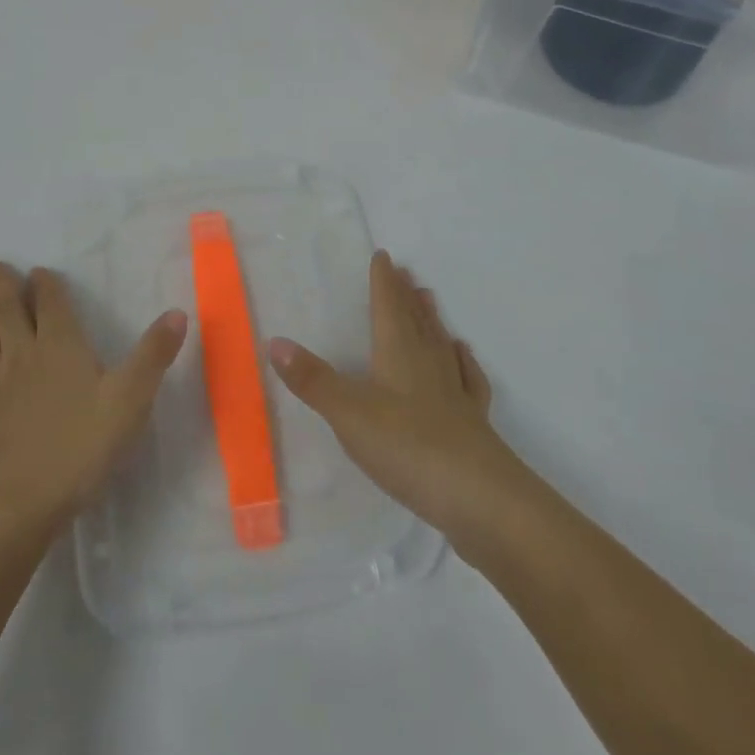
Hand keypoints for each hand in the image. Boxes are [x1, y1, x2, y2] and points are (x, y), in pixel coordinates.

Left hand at [0, 259, 187, 531]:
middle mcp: (24, 354)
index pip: (51, 304)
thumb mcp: (130, 398)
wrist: (22, 500)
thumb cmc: (81, 445)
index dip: (45, 285)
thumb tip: (178, 312)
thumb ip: (154, 354)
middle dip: (1, 284)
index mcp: (60, 346)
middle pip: (9, 310)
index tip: (38, 269)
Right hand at [268, 252, 522, 547]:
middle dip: (406, 295)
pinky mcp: (472, 422)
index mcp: (399, 355)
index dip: (384, 282)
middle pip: (416, 321)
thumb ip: (313, 380)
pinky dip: (463, 362)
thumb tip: (275, 342)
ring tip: (429, 299)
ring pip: (441, 344)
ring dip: (432, 320)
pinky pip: (468, 379)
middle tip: (406, 272)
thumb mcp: (348, 414)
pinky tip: (463, 356)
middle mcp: (429, 365)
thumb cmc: (407, 448)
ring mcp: (455, 393)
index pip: (388, 308)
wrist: (479, 498)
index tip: (384, 256)